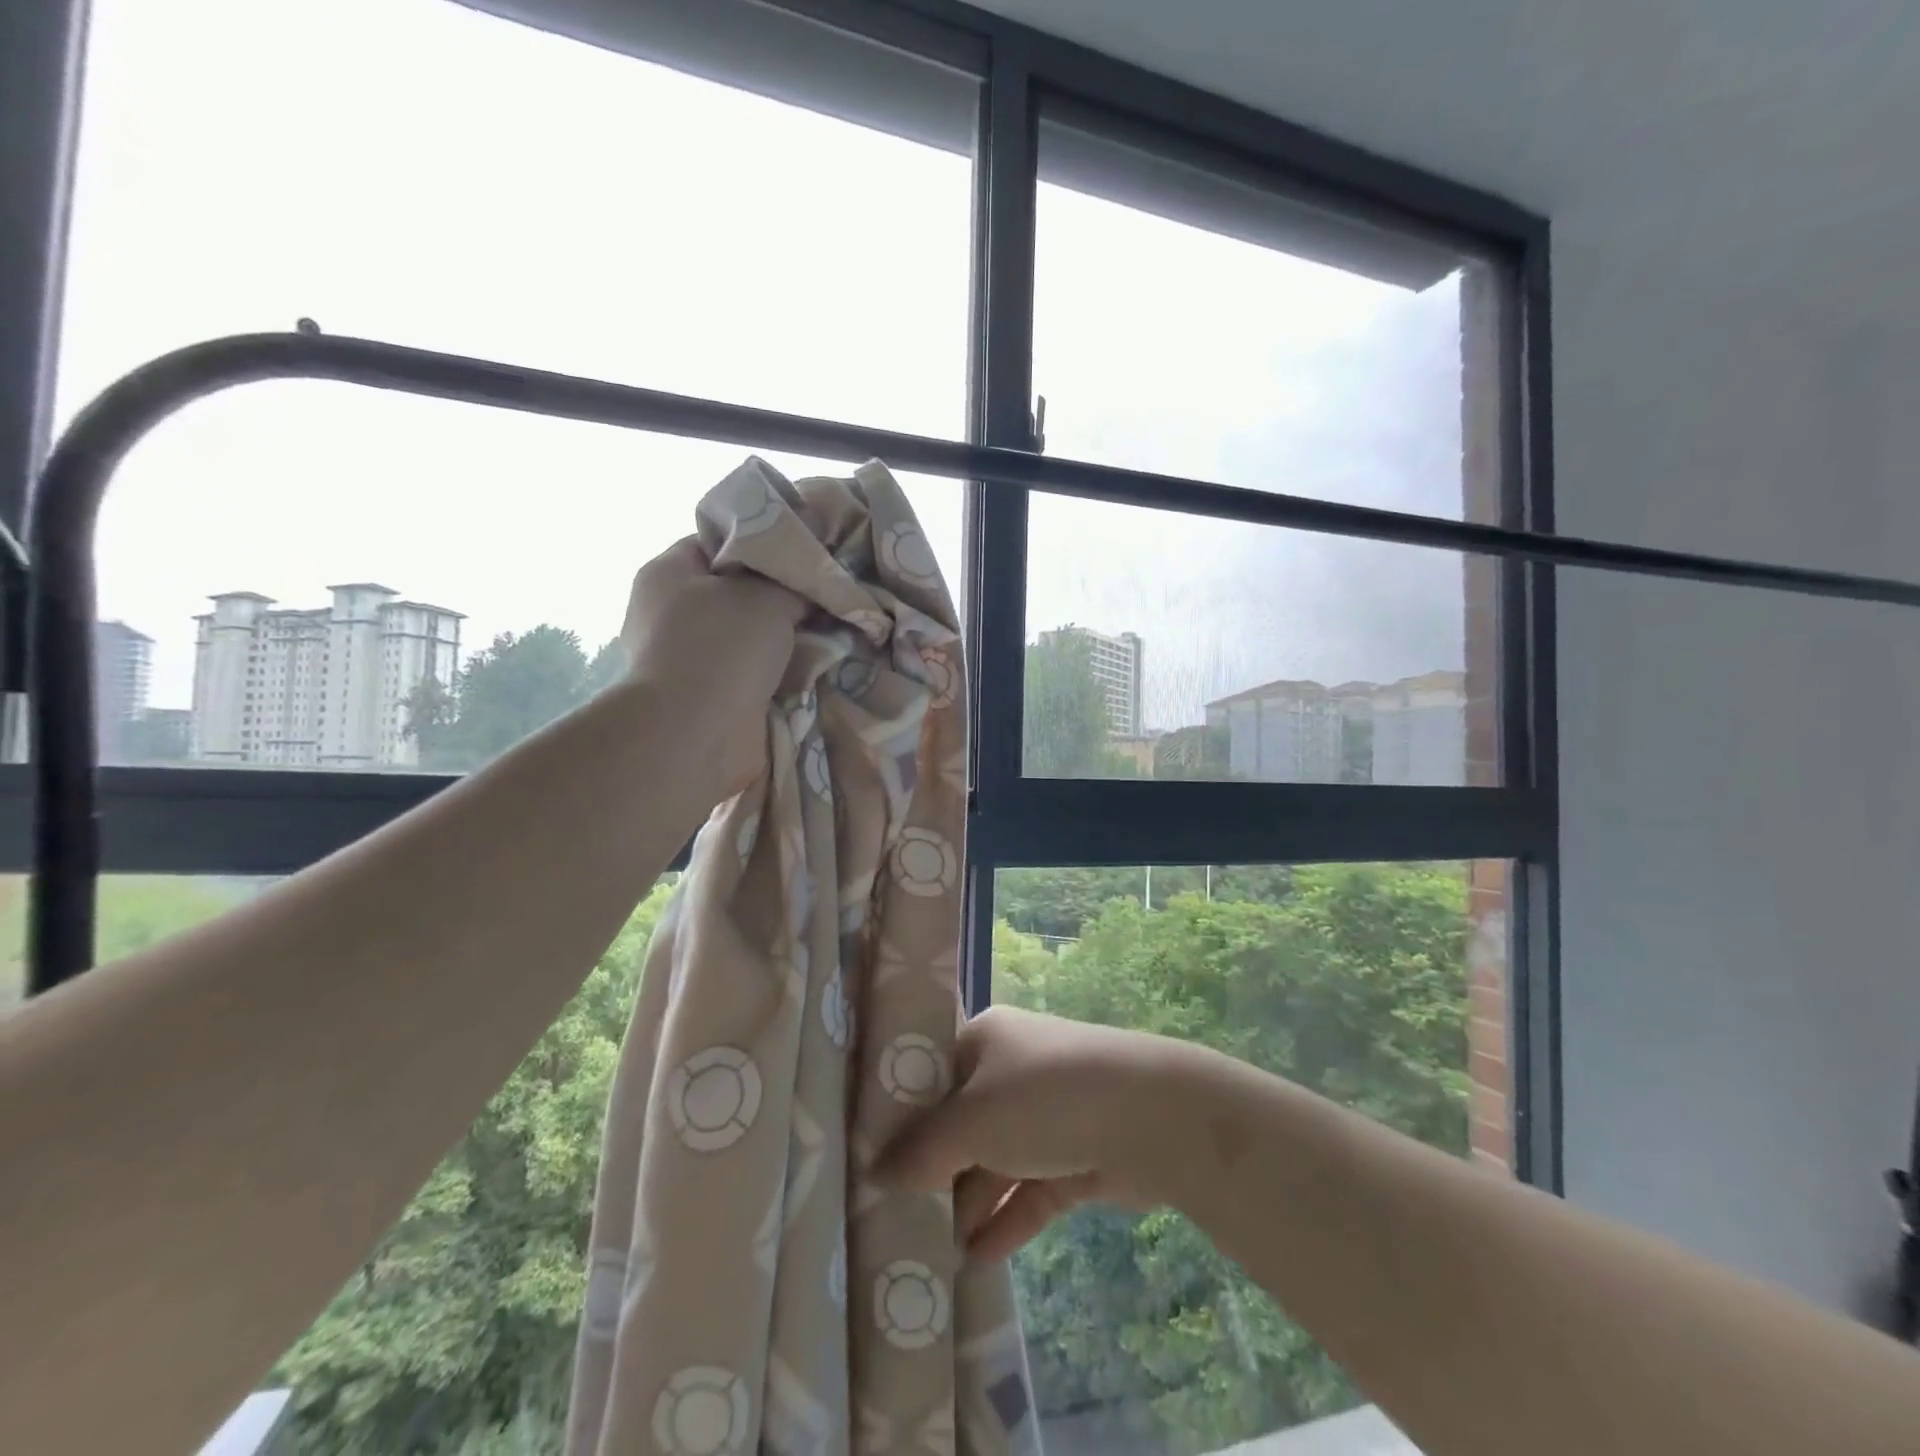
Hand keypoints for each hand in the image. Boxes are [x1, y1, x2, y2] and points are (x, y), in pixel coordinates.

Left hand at [620, 537, 806, 797]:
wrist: (697, 734)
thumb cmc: (722, 647)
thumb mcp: (767, 594)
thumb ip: (793, 582)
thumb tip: (811, 589)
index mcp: (670, 572)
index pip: (723, 542)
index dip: (767, 543)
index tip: (808, 554)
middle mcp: (672, 612)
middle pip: (740, 591)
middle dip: (783, 598)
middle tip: (826, 596)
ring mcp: (689, 658)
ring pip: (751, 636)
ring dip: (787, 640)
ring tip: (832, 633)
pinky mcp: (709, 696)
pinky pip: (754, 674)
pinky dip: (781, 674)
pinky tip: (816, 669)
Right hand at [877, 1006, 1196, 1261]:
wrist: (1151, 1116)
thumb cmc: (1045, 1098)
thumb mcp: (973, 1120)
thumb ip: (922, 1150)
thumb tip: (876, 1171)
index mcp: (984, 1041)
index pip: (930, 1075)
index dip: (900, 1116)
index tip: (868, 1159)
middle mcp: (1011, 1070)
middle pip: (959, 1122)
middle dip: (932, 1169)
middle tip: (893, 1216)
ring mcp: (1045, 1115)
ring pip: (994, 1161)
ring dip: (968, 1202)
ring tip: (929, 1249)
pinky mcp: (1074, 1155)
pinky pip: (1028, 1190)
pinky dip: (1006, 1220)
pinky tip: (975, 1258)